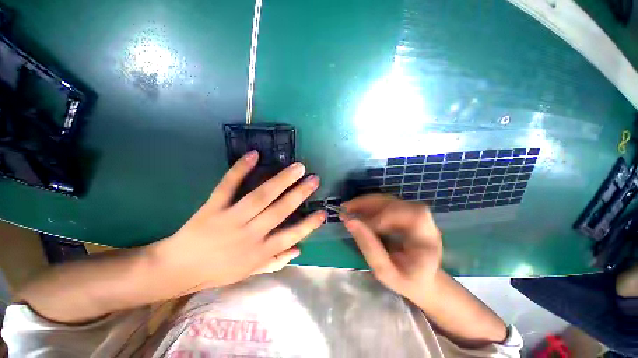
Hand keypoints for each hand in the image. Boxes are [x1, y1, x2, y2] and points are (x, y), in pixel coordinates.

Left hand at [148, 151, 325, 293]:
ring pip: (260, 196)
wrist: (178, 268)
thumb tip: (299, 249)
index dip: (308, 225)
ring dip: (281, 180)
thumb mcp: (250, 272)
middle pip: (279, 211)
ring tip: (297, 167)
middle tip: (314, 179)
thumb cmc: (218, 271)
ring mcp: (230, 219)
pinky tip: (254, 155)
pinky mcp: (213, 207)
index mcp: (259, 251)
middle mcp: (249, 234)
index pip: (290, 236)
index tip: (323, 212)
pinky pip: (228, 186)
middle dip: (299, 194)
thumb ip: (275, 260)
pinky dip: (240, 170)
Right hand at [341, 194, 442, 303]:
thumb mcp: (385, 273)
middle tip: (348, 209)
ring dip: (366, 202)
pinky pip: (385, 203)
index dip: (387, 216)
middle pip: (398, 203)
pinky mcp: (404, 213)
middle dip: (371, 204)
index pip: (413, 216)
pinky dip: (368, 204)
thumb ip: (369, 247)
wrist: (421, 280)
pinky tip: (356, 208)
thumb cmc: (406, 281)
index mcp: (428, 239)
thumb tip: (350, 221)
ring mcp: (414, 215)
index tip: (363, 226)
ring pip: (389, 200)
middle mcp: (425, 222)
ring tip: (348, 207)